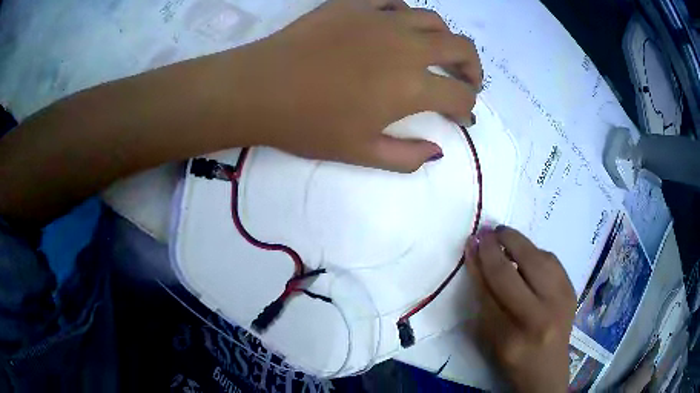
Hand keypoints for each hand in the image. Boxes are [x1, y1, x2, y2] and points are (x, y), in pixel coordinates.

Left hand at [227, 0, 481, 171]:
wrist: (259, 89)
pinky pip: (393, 1)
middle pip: (461, 48)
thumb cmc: (307, 125)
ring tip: (436, 53)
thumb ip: (406, 157)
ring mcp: (380, 18)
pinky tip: (398, 26)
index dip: (467, 110)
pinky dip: (405, 14)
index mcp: (410, 86)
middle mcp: (406, 45)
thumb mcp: (360, 154)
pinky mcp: (354, 3)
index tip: (462, 118)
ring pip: (433, 19)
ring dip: (445, 38)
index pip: (460, 96)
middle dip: (473, 68)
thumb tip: (437, 151)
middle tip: (466, 81)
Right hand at [465, 226, 575, 392]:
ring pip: (538, 260)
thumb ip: (484, 301)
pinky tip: (526, 252)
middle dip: (498, 247)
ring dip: (519, 242)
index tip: (471, 243)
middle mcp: (540, 317)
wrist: (548, 368)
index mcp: (512, 336)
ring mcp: (561, 302)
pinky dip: (536, 251)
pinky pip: (553, 261)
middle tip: (486, 233)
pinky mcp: (571, 291)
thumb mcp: (491, 338)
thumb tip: (477, 261)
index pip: (490, 292)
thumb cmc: (513, 358)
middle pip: (514, 273)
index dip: (479, 264)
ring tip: (504, 235)